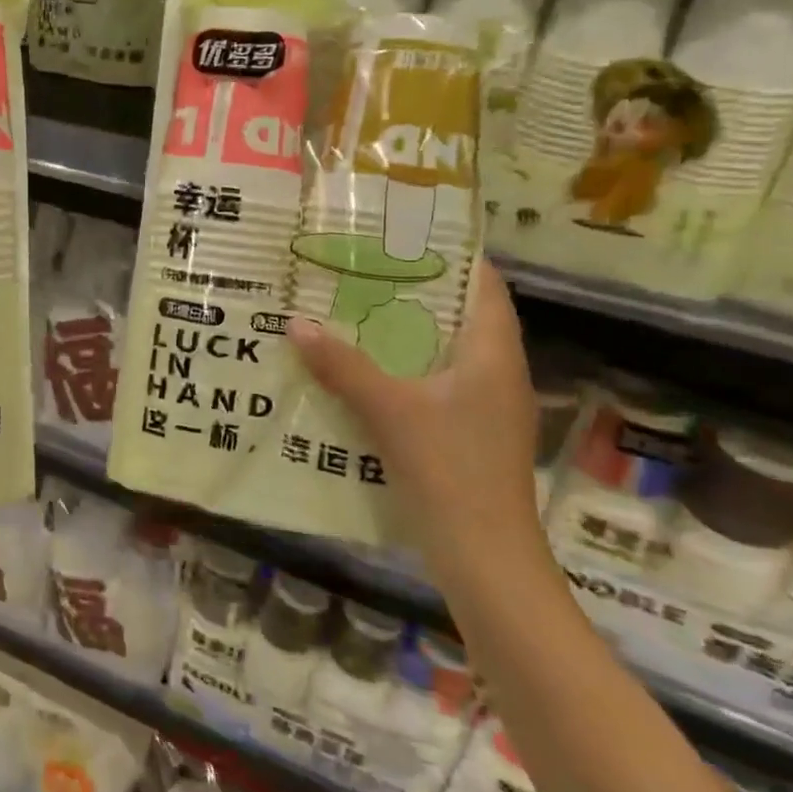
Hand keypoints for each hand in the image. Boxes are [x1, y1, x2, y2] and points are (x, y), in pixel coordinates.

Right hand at [287, 259, 545, 589]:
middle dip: (412, 290)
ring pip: (442, 351)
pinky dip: (400, 369)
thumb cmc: (450, 470)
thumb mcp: (390, 411)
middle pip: (458, 314)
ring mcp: (483, 407)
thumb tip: (297, 323)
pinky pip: (432, 384)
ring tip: (350, 310)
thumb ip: (343, 365)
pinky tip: (359, 371)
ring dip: (402, 332)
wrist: (485, 560)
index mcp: (492, 354)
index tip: (403, 232)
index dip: (452, 253)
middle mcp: (495, 373)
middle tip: (359, 268)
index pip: (484, 284)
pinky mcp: (466, 434)